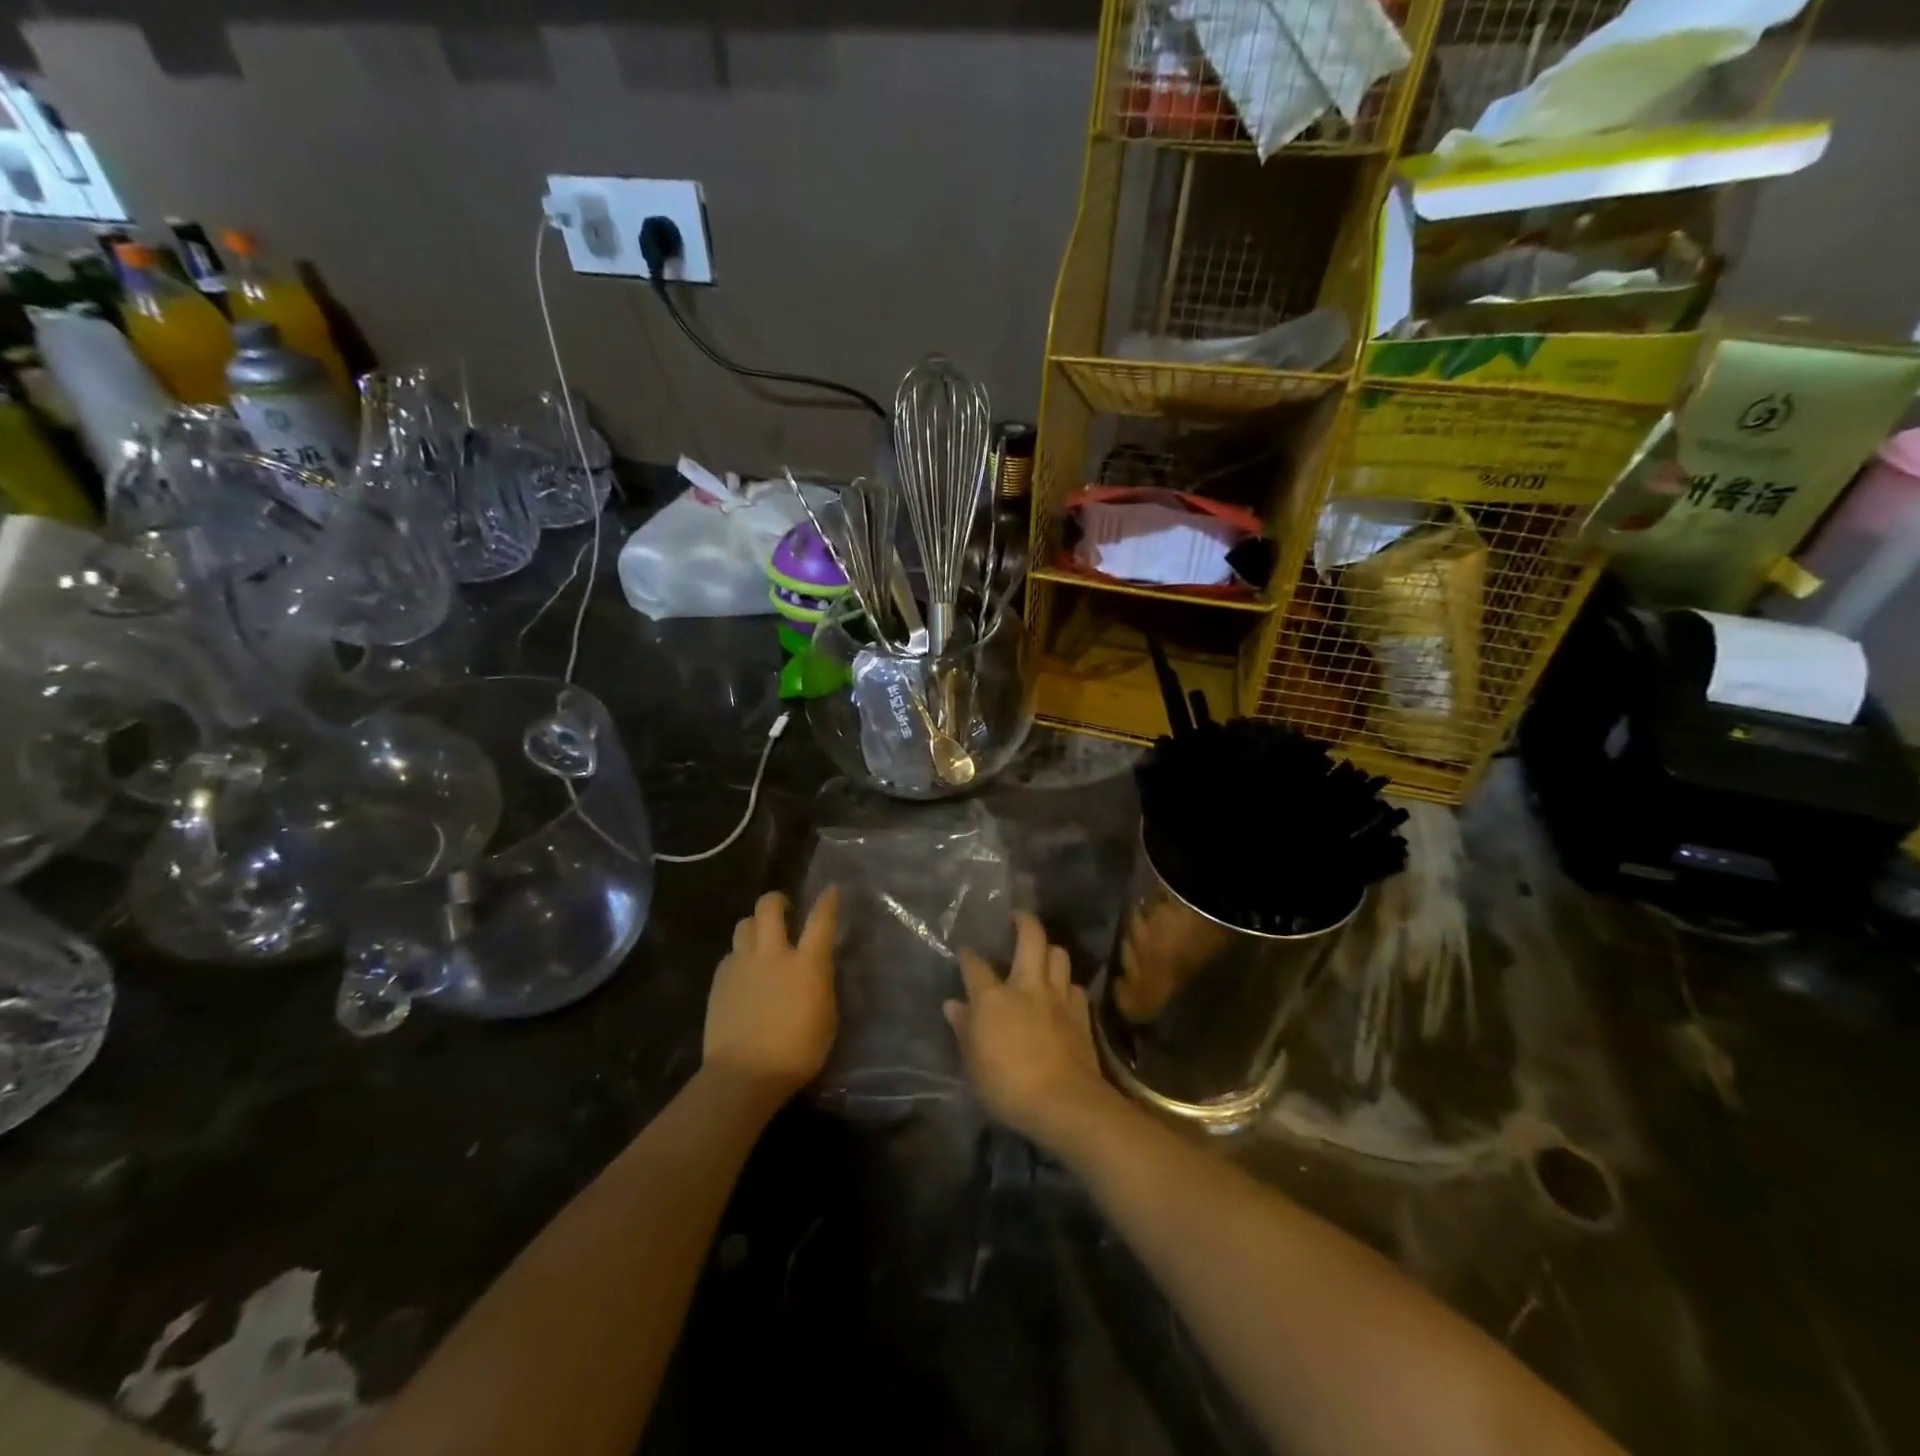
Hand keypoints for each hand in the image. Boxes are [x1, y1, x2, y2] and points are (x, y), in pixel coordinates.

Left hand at [704, 887, 839, 1102]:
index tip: (831, 890)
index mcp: (806, 964)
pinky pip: (730, 954)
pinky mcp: (719, 981)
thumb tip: (816, 970)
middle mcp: (773, 954)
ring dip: (755, 926)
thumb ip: (820, 985)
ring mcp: (742, 965)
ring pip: (745, 925)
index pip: (820, 920)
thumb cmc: (797, 1053)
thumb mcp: (826, 1018)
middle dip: (777, 900)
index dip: (827, 902)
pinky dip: (739, 956)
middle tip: (784, 909)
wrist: (744, 1074)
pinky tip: (743, 973)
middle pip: (770, 908)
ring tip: (761, 940)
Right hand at [946, 913, 1117, 1152]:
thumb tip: (952, 1005)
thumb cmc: (1007, 1085)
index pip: (975, 966)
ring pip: (1058, 955)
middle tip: (1018, 917)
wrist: (1063, 1101)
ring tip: (1043, 953)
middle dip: (1024, 921)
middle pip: (1031, 938)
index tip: (965, 951)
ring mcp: (1058, 997)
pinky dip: (1067, 984)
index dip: (968, 955)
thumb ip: (964, 1029)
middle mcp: (1027, 986)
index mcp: (993, 997)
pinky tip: (1063, 993)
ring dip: (1050, 950)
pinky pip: (1075, 986)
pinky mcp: (1081, 1014)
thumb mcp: (973, 1063)